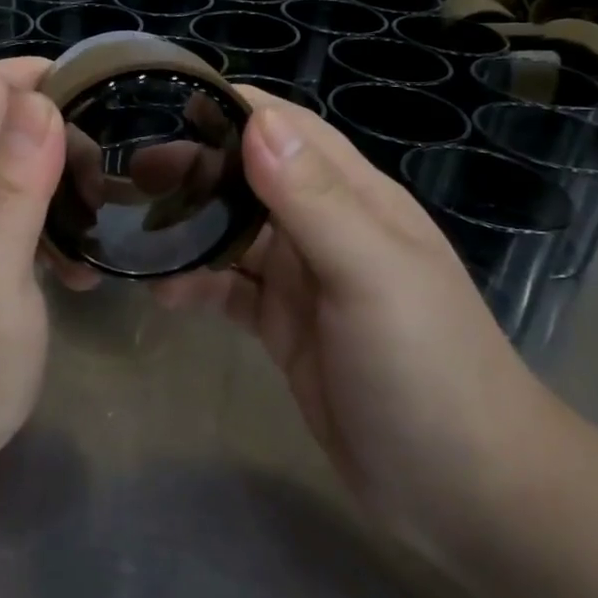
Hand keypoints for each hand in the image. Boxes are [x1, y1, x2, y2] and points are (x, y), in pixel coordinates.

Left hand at [0, 59, 65, 477]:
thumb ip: (11, 186)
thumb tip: (39, 102)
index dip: (45, 79)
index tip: (100, 110)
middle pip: (12, 116)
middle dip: (66, 133)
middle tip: (101, 187)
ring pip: (21, 159)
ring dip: (65, 178)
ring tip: (96, 225)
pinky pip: (21, 205)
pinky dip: (54, 218)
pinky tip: (75, 266)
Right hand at [154, 90, 558, 562]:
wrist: (466, 493)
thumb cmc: (427, 369)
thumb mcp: (372, 275)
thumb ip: (313, 199)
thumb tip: (256, 120)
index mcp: (353, 197)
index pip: (286, 129)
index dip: (232, 109)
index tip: (165, 103)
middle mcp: (324, 227)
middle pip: (249, 177)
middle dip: (195, 167)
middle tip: (132, 171)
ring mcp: (303, 280)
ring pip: (232, 233)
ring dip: (188, 226)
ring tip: (130, 226)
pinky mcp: (284, 327)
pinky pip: (229, 290)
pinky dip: (195, 284)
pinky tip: (161, 293)